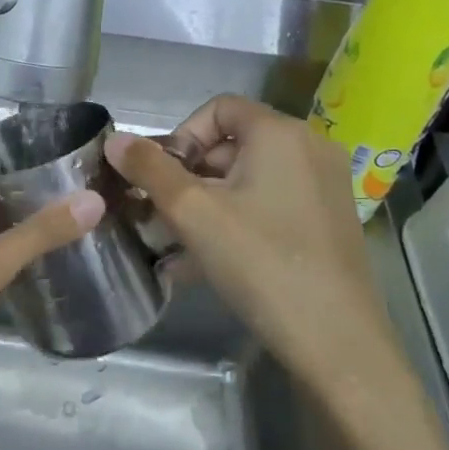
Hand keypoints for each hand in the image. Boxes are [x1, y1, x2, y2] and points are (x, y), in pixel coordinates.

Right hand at [105, 95, 406, 397]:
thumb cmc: (260, 262)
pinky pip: (269, 206)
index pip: (217, 108)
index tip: (162, 178)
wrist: (336, 341)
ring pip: (248, 180)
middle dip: (189, 176)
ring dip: (206, 204)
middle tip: (163, 216)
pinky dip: (235, 221)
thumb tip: (113, 139)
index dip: (180, 136)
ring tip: (176, 244)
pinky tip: (205, 263)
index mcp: (280, 133)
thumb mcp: (192, 213)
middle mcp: (309, 149)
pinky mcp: (327, 223)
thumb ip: (149, 170)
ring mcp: (324, 188)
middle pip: (232, 144)